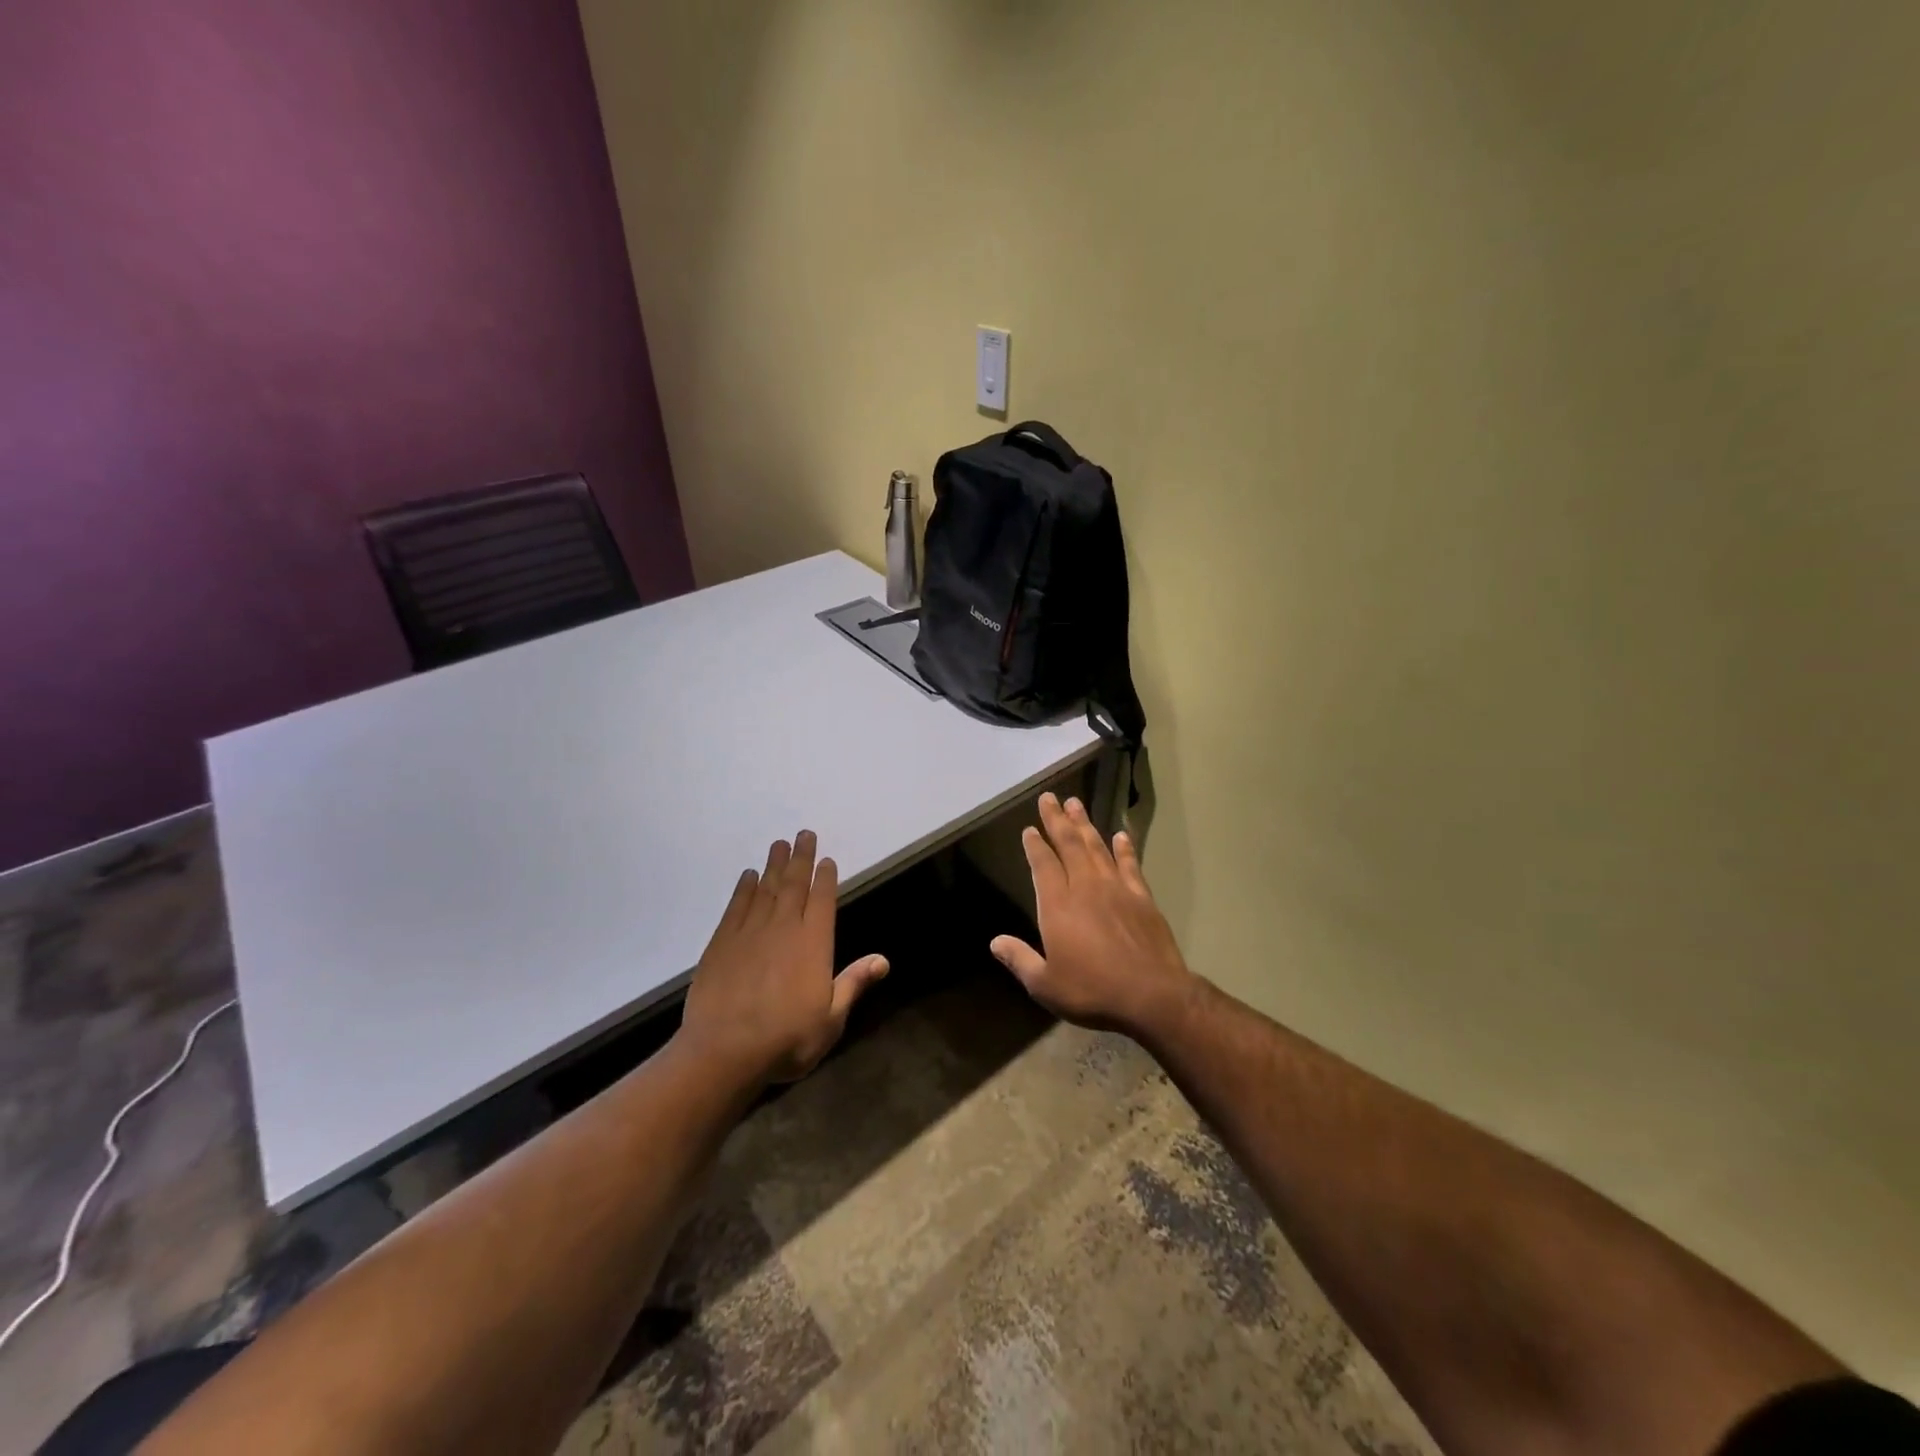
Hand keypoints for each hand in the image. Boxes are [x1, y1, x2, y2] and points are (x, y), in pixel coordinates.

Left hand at [677, 831, 889, 1083]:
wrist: (724, 1051)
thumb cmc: (787, 1039)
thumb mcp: (831, 1019)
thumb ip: (853, 984)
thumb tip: (883, 960)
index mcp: (814, 943)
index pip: (823, 900)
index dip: (825, 878)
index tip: (826, 859)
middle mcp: (784, 928)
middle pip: (794, 884)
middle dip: (801, 858)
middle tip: (803, 834)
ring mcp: (750, 932)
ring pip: (766, 889)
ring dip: (774, 865)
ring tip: (779, 844)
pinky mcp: (722, 942)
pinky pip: (736, 906)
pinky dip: (744, 888)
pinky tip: (748, 876)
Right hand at [991, 794, 1195, 1036]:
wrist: (1151, 995)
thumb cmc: (1092, 990)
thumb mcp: (1045, 985)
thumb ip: (1019, 960)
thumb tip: (995, 942)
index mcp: (1057, 905)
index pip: (1043, 865)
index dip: (1035, 845)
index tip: (1029, 829)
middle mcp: (1085, 887)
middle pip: (1068, 845)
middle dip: (1057, 820)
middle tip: (1049, 798)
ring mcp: (1116, 889)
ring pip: (1096, 848)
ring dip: (1085, 825)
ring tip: (1076, 804)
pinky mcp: (1142, 897)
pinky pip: (1129, 865)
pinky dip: (1124, 848)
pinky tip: (1120, 835)